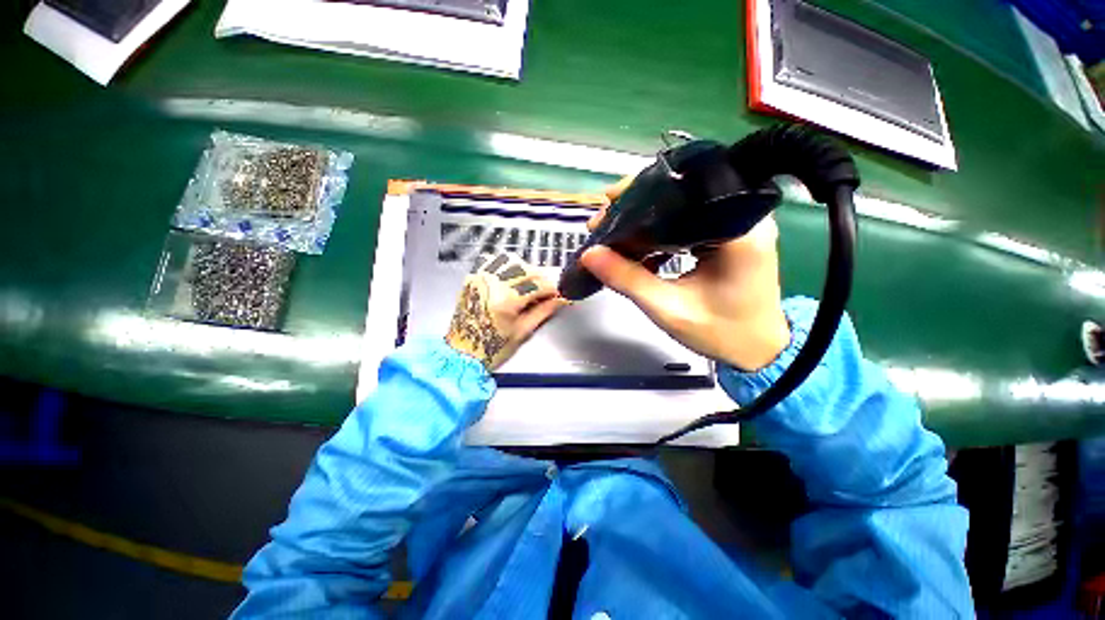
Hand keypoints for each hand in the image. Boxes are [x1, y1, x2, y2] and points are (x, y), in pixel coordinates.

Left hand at [446, 252, 567, 370]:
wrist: (462, 352)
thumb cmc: (491, 348)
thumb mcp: (523, 331)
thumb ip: (544, 311)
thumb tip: (561, 299)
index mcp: (505, 300)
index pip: (538, 284)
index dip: (553, 288)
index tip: (559, 293)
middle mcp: (491, 284)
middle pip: (526, 269)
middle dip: (542, 278)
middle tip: (547, 292)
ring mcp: (480, 278)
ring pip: (511, 260)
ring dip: (525, 269)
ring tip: (529, 285)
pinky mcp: (473, 278)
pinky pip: (493, 261)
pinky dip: (507, 265)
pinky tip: (512, 278)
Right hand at [579, 176, 790, 370]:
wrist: (759, 351)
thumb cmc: (721, 334)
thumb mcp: (668, 309)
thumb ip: (628, 279)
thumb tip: (590, 254)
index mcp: (739, 231)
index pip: (683, 194)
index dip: (641, 193)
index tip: (608, 202)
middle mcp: (744, 218)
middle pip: (681, 196)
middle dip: (637, 207)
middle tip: (604, 222)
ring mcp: (737, 226)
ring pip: (681, 210)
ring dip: (645, 221)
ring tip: (614, 234)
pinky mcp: (728, 237)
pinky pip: (687, 225)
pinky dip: (659, 234)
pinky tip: (637, 248)